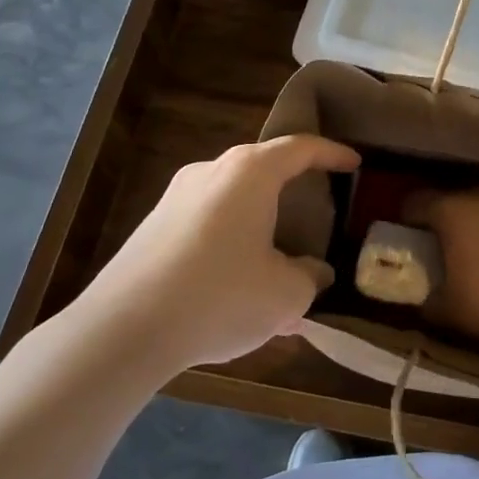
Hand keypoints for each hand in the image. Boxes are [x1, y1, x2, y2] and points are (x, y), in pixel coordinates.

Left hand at [74, 136, 359, 371]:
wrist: (123, 329)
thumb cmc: (220, 296)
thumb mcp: (286, 294)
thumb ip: (310, 278)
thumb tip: (313, 273)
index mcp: (250, 173)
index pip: (300, 148)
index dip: (332, 153)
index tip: (354, 163)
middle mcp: (211, 172)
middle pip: (263, 171)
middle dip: (293, 191)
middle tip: (317, 214)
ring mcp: (175, 198)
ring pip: (233, 202)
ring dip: (260, 225)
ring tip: (279, 264)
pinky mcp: (152, 228)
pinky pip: (207, 226)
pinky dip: (231, 244)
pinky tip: (238, 288)